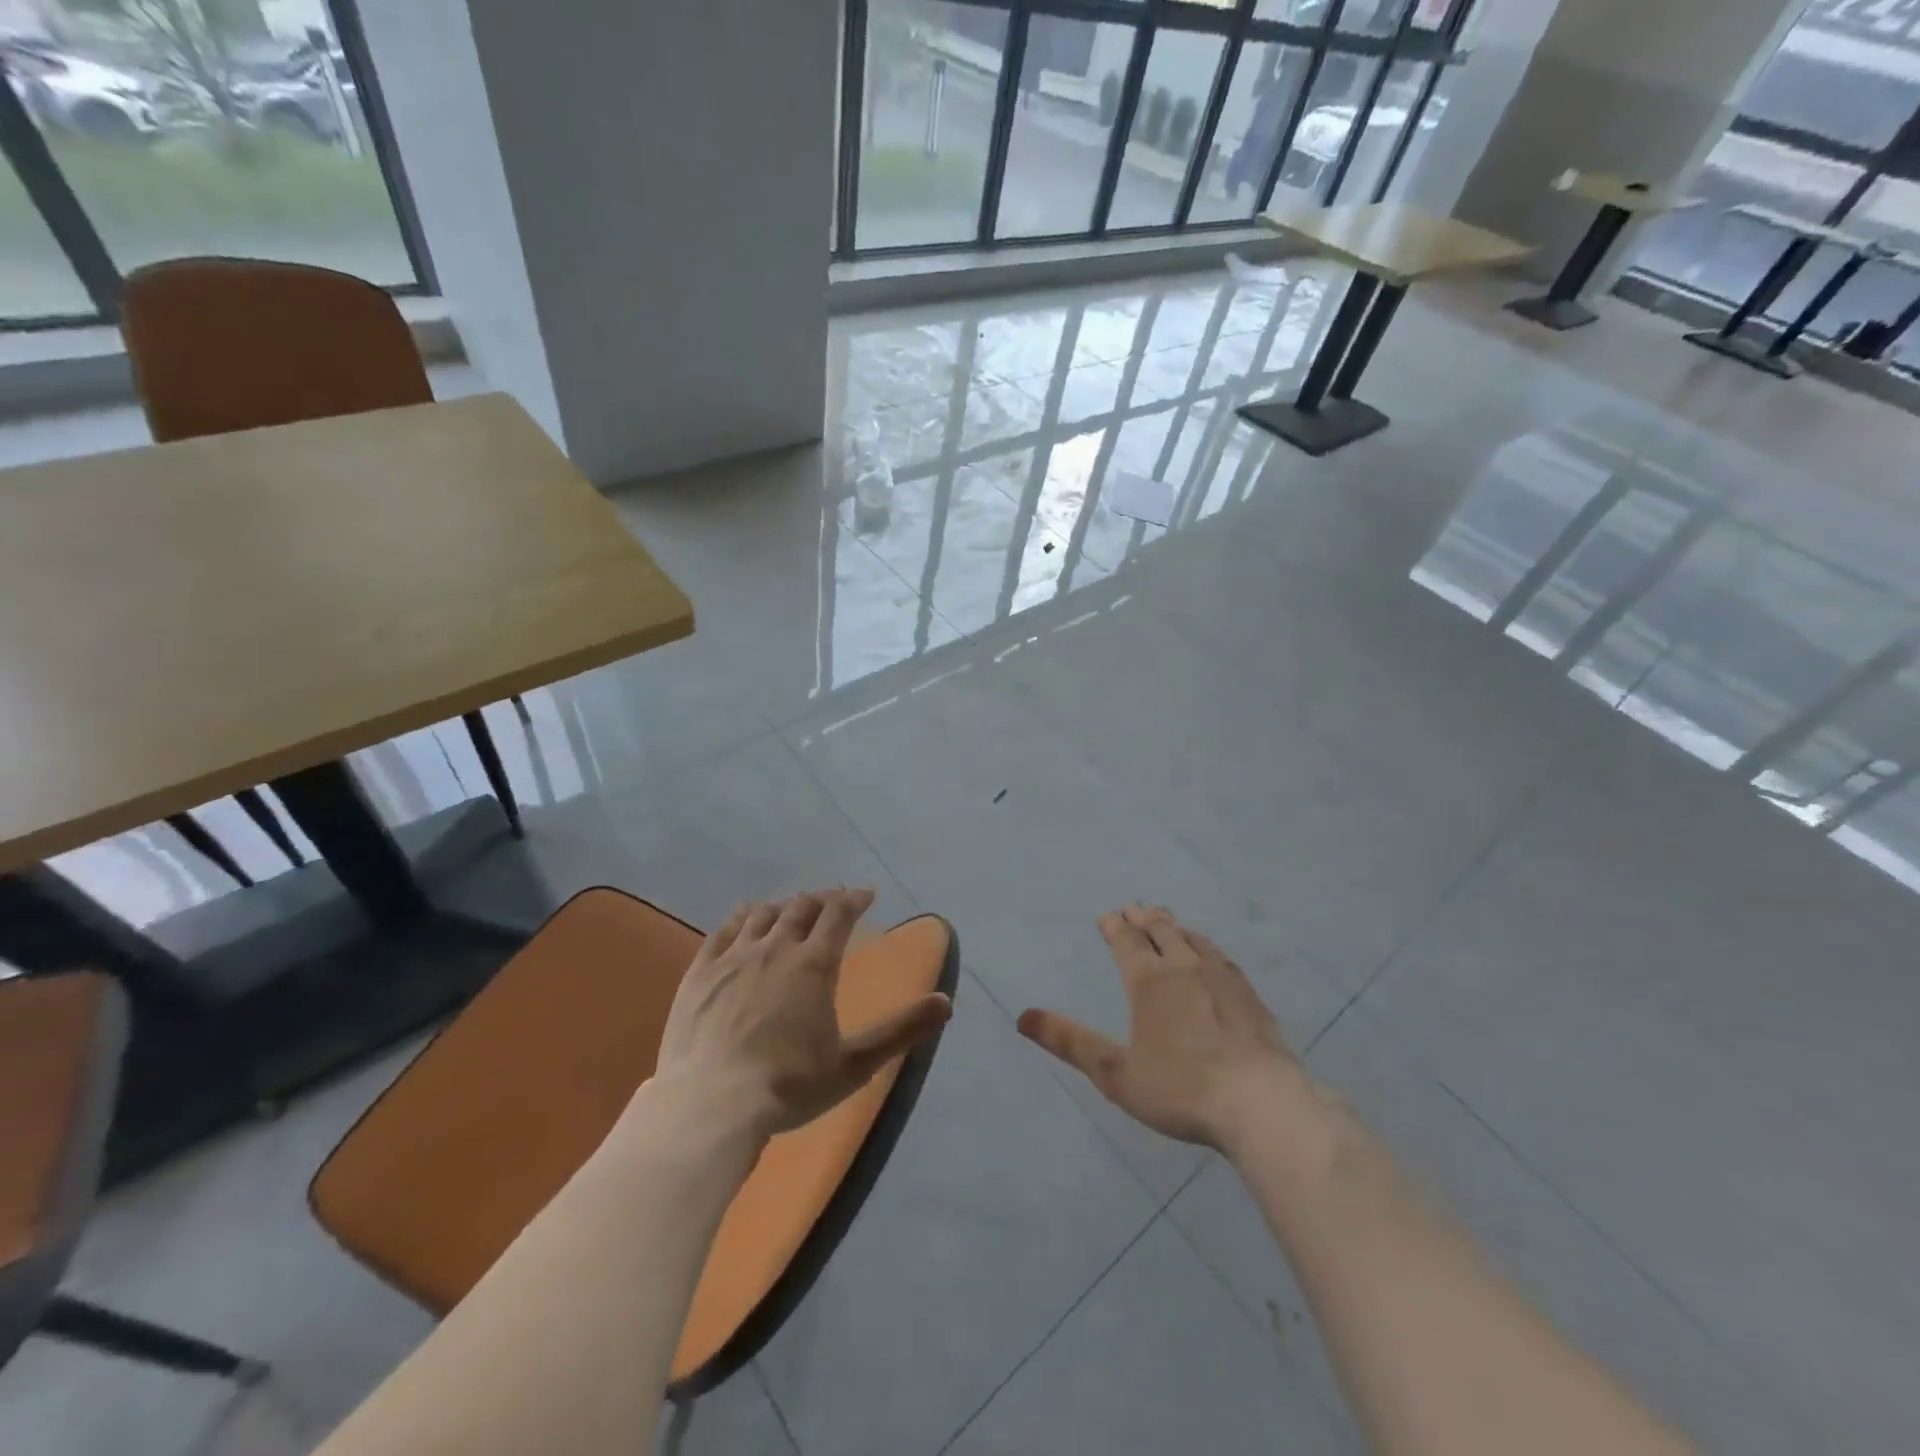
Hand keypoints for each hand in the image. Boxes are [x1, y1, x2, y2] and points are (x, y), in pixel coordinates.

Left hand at [654, 888, 951, 1139]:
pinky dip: (741, 917)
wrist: (710, 1105)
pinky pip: (723, 930)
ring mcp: (733, 957)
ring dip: (784, 906)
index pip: (839, 915)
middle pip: (801, 908)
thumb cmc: (789, 1085)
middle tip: (833, 901)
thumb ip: (901, 1031)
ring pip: (763, 915)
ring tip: (793, 908)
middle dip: (822, 900)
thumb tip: (946, 1002)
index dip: (854, 899)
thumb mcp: (855, 1064)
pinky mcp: (700, 973)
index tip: (865, 894)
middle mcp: (775, 948)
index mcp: (814, 964)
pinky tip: (745, 916)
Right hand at [1018, 905, 1311, 1156]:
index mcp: (1149, 980)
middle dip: (1144, 918)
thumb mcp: (1114, 1072)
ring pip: (1193, 939)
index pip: (1127, 940)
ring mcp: (1222, 978)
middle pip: (1162, 930)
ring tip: (1168, 922)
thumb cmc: (1180, 1089)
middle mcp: (1184, 967)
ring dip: (1175, 926)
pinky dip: (1206, 946)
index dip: (1115, 925)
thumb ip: (1069, 1042)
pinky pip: (1221, 957)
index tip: (1107, 916)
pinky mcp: (1250, 996)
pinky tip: (1212, 956)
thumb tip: (1022, 1016)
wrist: (1261, 1104)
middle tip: (1134, 909)